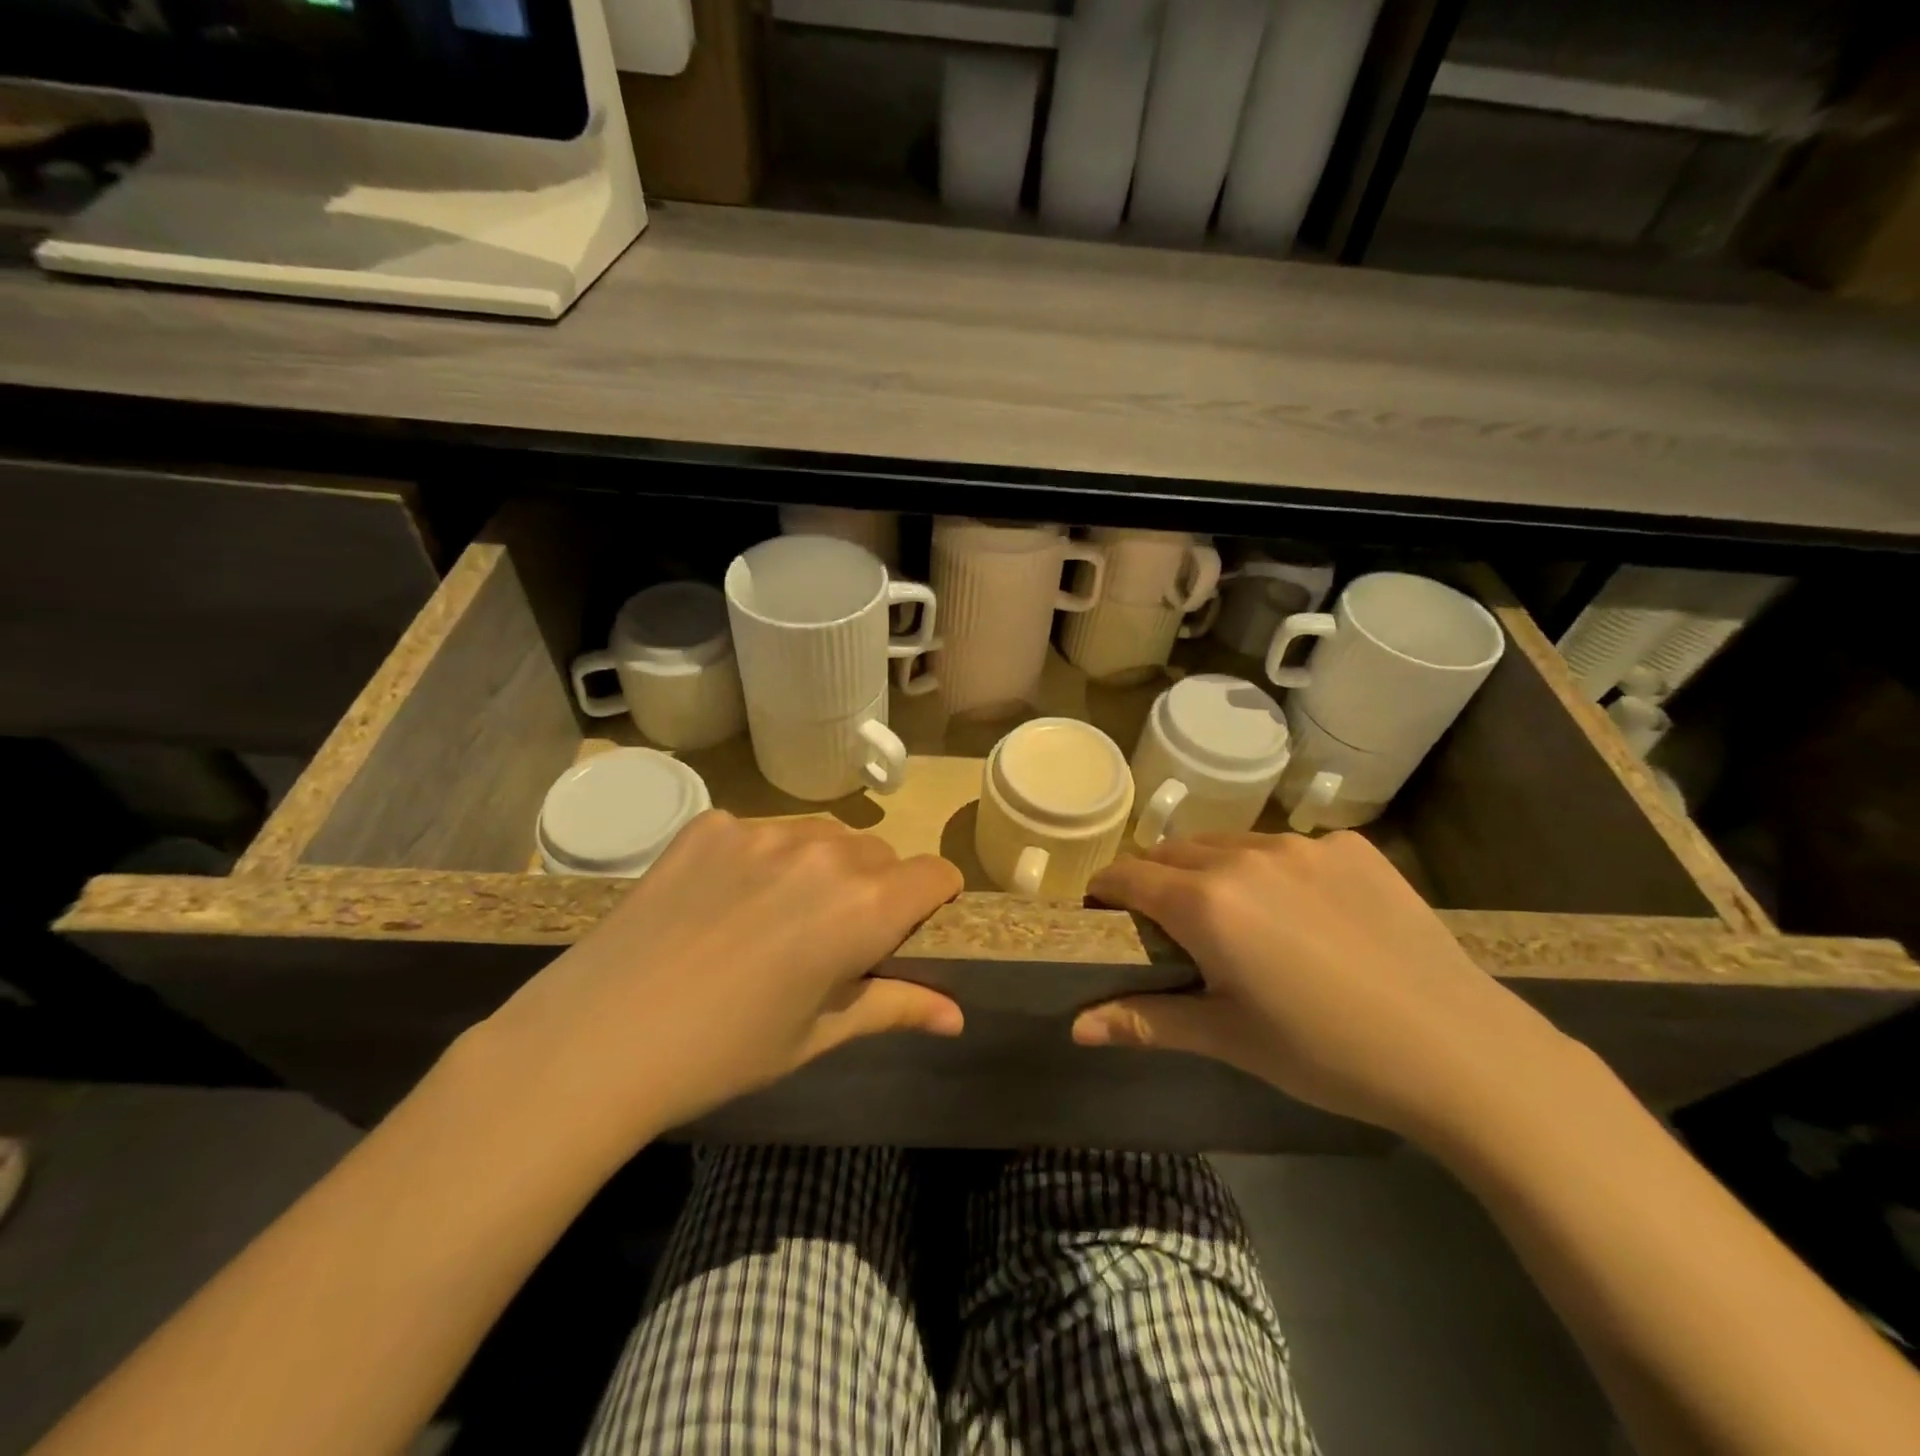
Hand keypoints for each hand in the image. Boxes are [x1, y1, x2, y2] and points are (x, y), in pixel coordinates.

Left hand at [474, 812, 963, 1140]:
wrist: (597, 1039)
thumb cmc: (724, 1052)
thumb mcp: (817, 1035)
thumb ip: (896, 1008)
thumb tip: (956, 1017)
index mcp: (864, 908)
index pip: (935, 875)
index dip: (933, 900)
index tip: (911, 927)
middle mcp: (825, 853)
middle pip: (880, 853)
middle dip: (876, 887)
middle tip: (833, 937)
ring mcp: (763, 830)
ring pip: (824, 835)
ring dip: (823, 867)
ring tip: (776, 917)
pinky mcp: (711, 824)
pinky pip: (760, 831)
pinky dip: (760, 859)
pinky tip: (721, 903)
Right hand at [1073, 831, 1575, 1138]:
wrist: (1462, 1052)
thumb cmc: (1327, 1054)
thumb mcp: (1229, 1039)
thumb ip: (1146, 1022)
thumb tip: (1076, 1028)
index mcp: (1207, 903)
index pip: (1129, 874)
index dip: (1107, 891)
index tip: (1106, 914)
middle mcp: (1246, 856)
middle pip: (1174, 852)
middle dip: (1158, 880)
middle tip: (1174, 928)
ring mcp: (1304, 845)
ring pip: (1230, 844)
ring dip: (1214, 870)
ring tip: (1240, 918)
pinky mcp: (1353, 846)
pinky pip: (1289, 847)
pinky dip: (1275, 871)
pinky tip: (1308, 915)